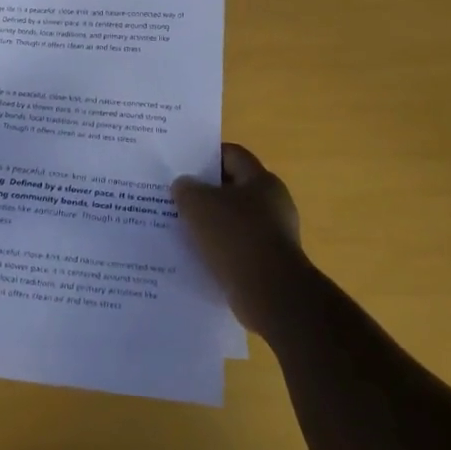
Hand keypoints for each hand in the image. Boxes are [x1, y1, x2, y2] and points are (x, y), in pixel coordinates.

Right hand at [173, 144, 308, 333]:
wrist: (271, 295)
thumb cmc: (236, 237)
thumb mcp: (198, 204)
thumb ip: (186, 188)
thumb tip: (184, 185)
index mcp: (262, 180)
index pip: (232, 155)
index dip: (206, 157)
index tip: (182, 167)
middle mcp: (273, 203)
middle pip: (233, 188)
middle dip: (205, 193)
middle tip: (176, 198)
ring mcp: (274, 235)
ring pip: (234, 221)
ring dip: (211, 225)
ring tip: (181, 230)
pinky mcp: (270, 264)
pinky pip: (239, 249)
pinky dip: (220, 251)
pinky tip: (198, 257)